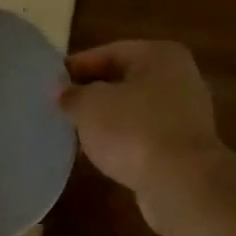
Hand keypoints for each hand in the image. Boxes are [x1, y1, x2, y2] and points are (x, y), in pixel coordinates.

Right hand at [59, 41, 226, 228]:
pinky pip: (144, 136)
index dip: (76, 67)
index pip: (109, 52)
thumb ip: (71, 95)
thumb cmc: (133, 130)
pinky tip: (102, 155)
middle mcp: (179, 78)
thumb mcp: (90, 106)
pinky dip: (123, 142)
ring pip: (134, 110)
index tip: (50, 84)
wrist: (181, 182)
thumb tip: (62, 92)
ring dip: (107, 121)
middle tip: (60, 109)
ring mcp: (186, 115)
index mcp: (160, 55)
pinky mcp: (184, 147)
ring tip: (76, 133)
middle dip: (92, 94)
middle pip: (124, 80)